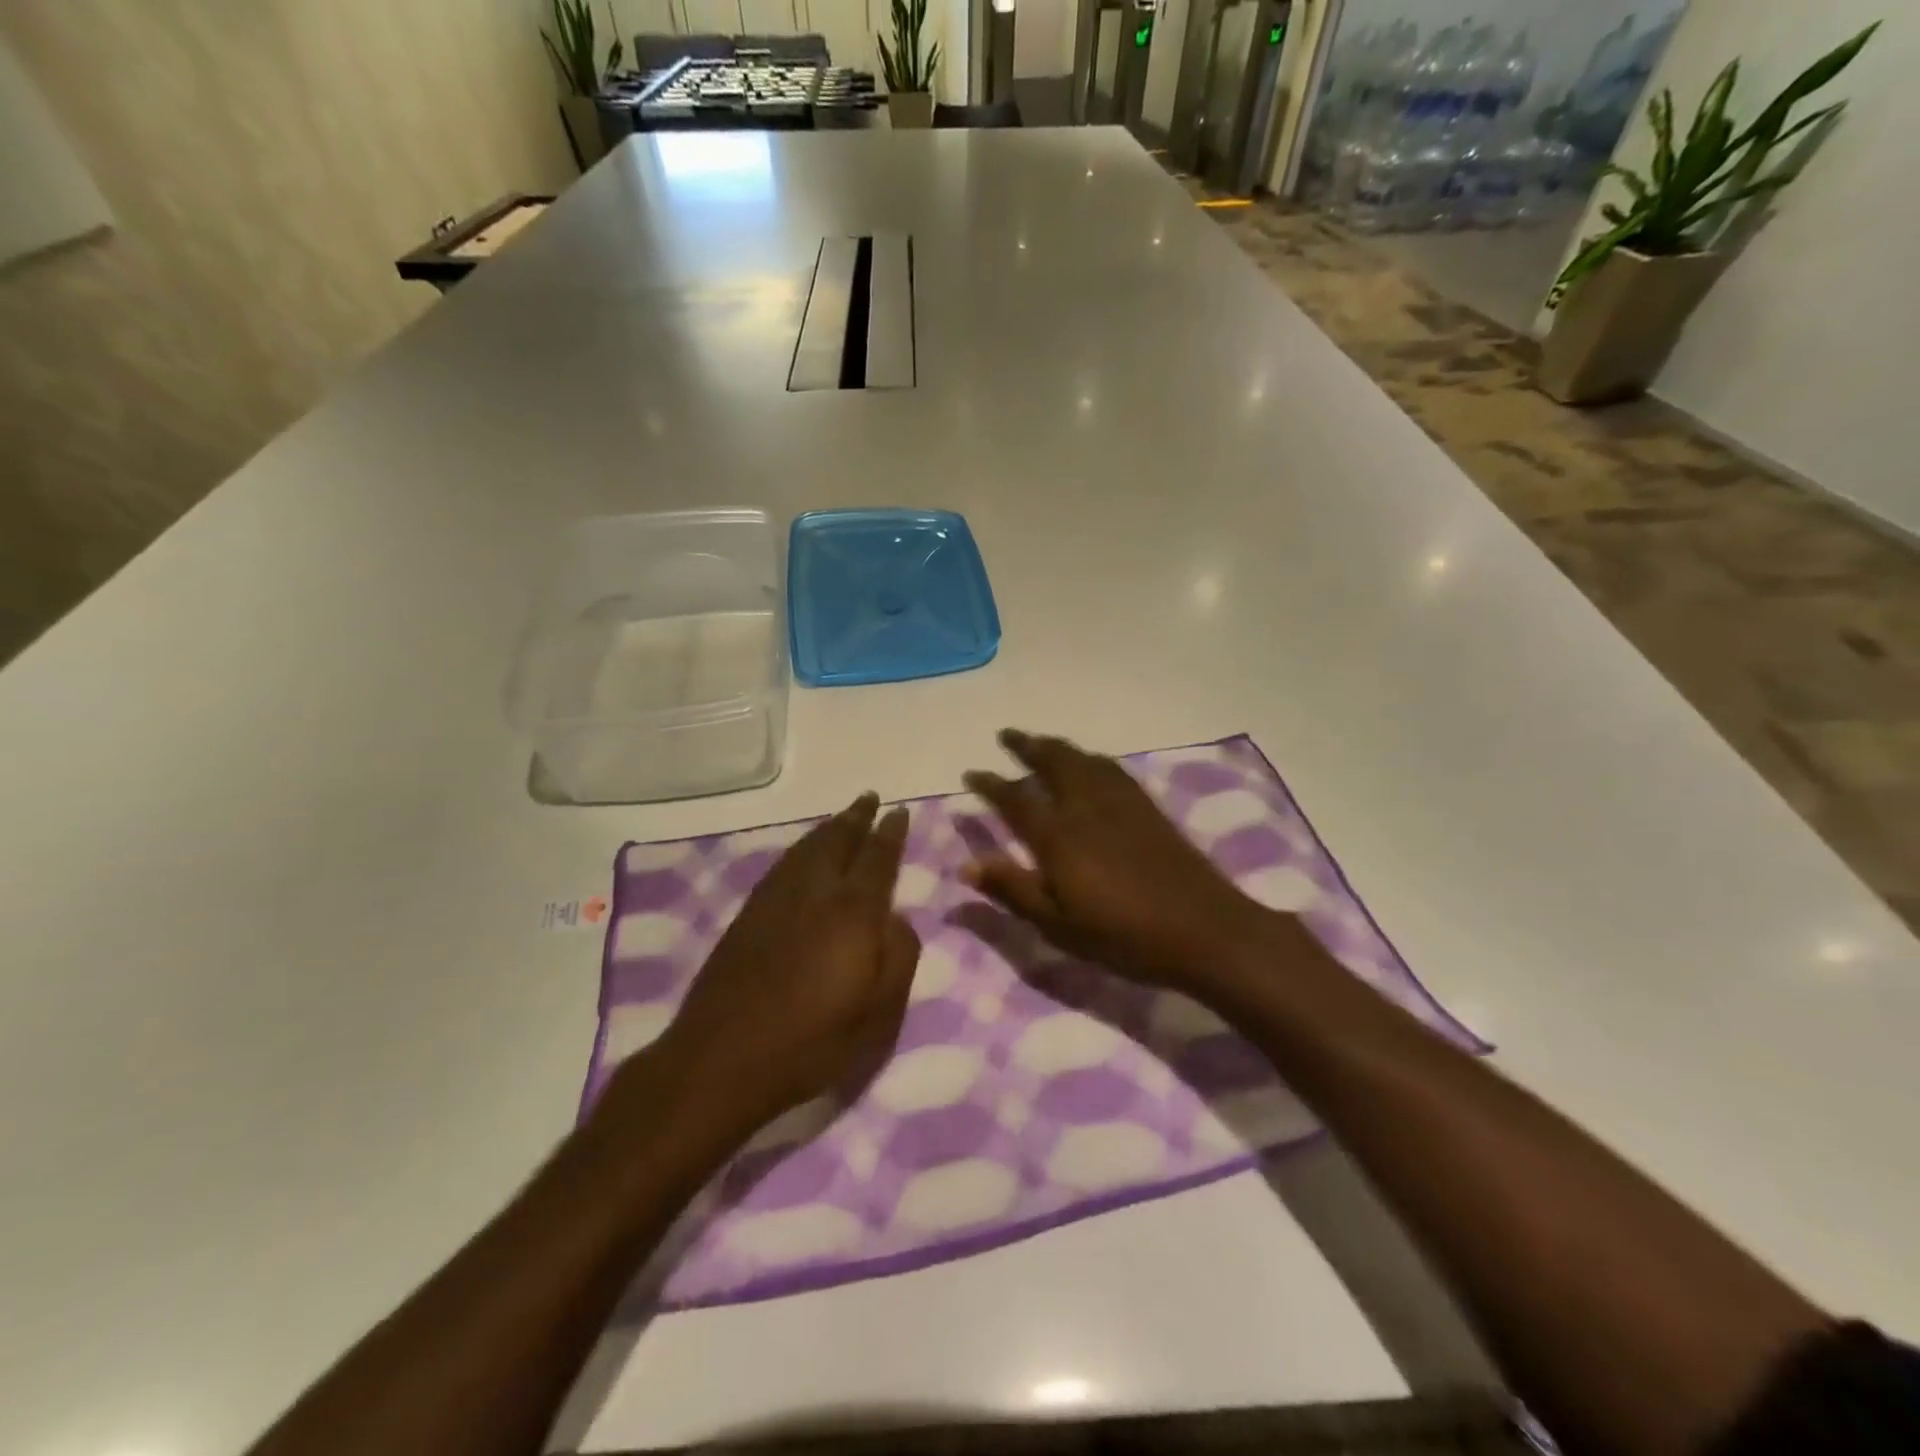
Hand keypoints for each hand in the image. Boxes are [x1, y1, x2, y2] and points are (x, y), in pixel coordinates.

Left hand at [655, 793, 921, 1137]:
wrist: (721, 1059)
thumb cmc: (812, 1042)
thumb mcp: (878, 1013)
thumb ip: (899, 956)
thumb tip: (897, 917)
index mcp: (853, 911)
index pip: (878, 857)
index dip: (890, 832)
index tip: (900, 810)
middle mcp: (814, 892)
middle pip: (838, 840)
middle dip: (856, 817)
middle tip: (869, 798)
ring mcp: (775, 900)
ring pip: (806, 848)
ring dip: (828, 828)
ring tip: (841, 818)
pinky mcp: (747, 915)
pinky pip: (783, 864)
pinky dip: (800, 849)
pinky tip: (801, 855)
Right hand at [963, 730, 1281, 996]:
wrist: (1203, 929)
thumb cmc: (1123, 935)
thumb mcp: (1058, 924)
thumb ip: (1013, 890)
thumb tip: (967, 864)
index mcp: (1059, 836)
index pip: (1015, 799)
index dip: (991, 784)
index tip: (971, 773)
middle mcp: (1086, 807)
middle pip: (1053, 763)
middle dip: (1026, 746)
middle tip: (1006, 735)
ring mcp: (1120, 803)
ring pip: (1082, 760)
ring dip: (1056, 746)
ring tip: (1041, 742)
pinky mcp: (1147, 808)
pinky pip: (1111, 769)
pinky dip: (1090, 758)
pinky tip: (1090, 763)